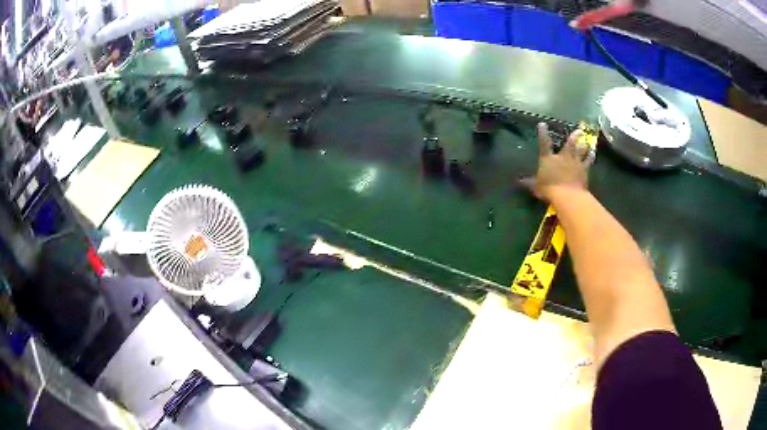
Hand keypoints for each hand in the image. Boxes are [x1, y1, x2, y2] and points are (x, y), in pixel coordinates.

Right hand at [523, 123, 593, 200]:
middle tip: (579, 130)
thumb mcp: (536, 187)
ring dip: (585, 145)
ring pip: (581, 150)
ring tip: (588, 141)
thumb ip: (529, 182)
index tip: (542, 124)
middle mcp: (563, 157)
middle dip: (574, 136)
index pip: (544, 143)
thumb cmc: (549, 189)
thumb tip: (519, 181)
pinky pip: (588, 161)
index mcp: (548, 159)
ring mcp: (575, 162)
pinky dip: (591, 157)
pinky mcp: (584, 170)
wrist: (567, 195)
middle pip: (570, 143)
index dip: (542, 133)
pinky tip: (593, 153)